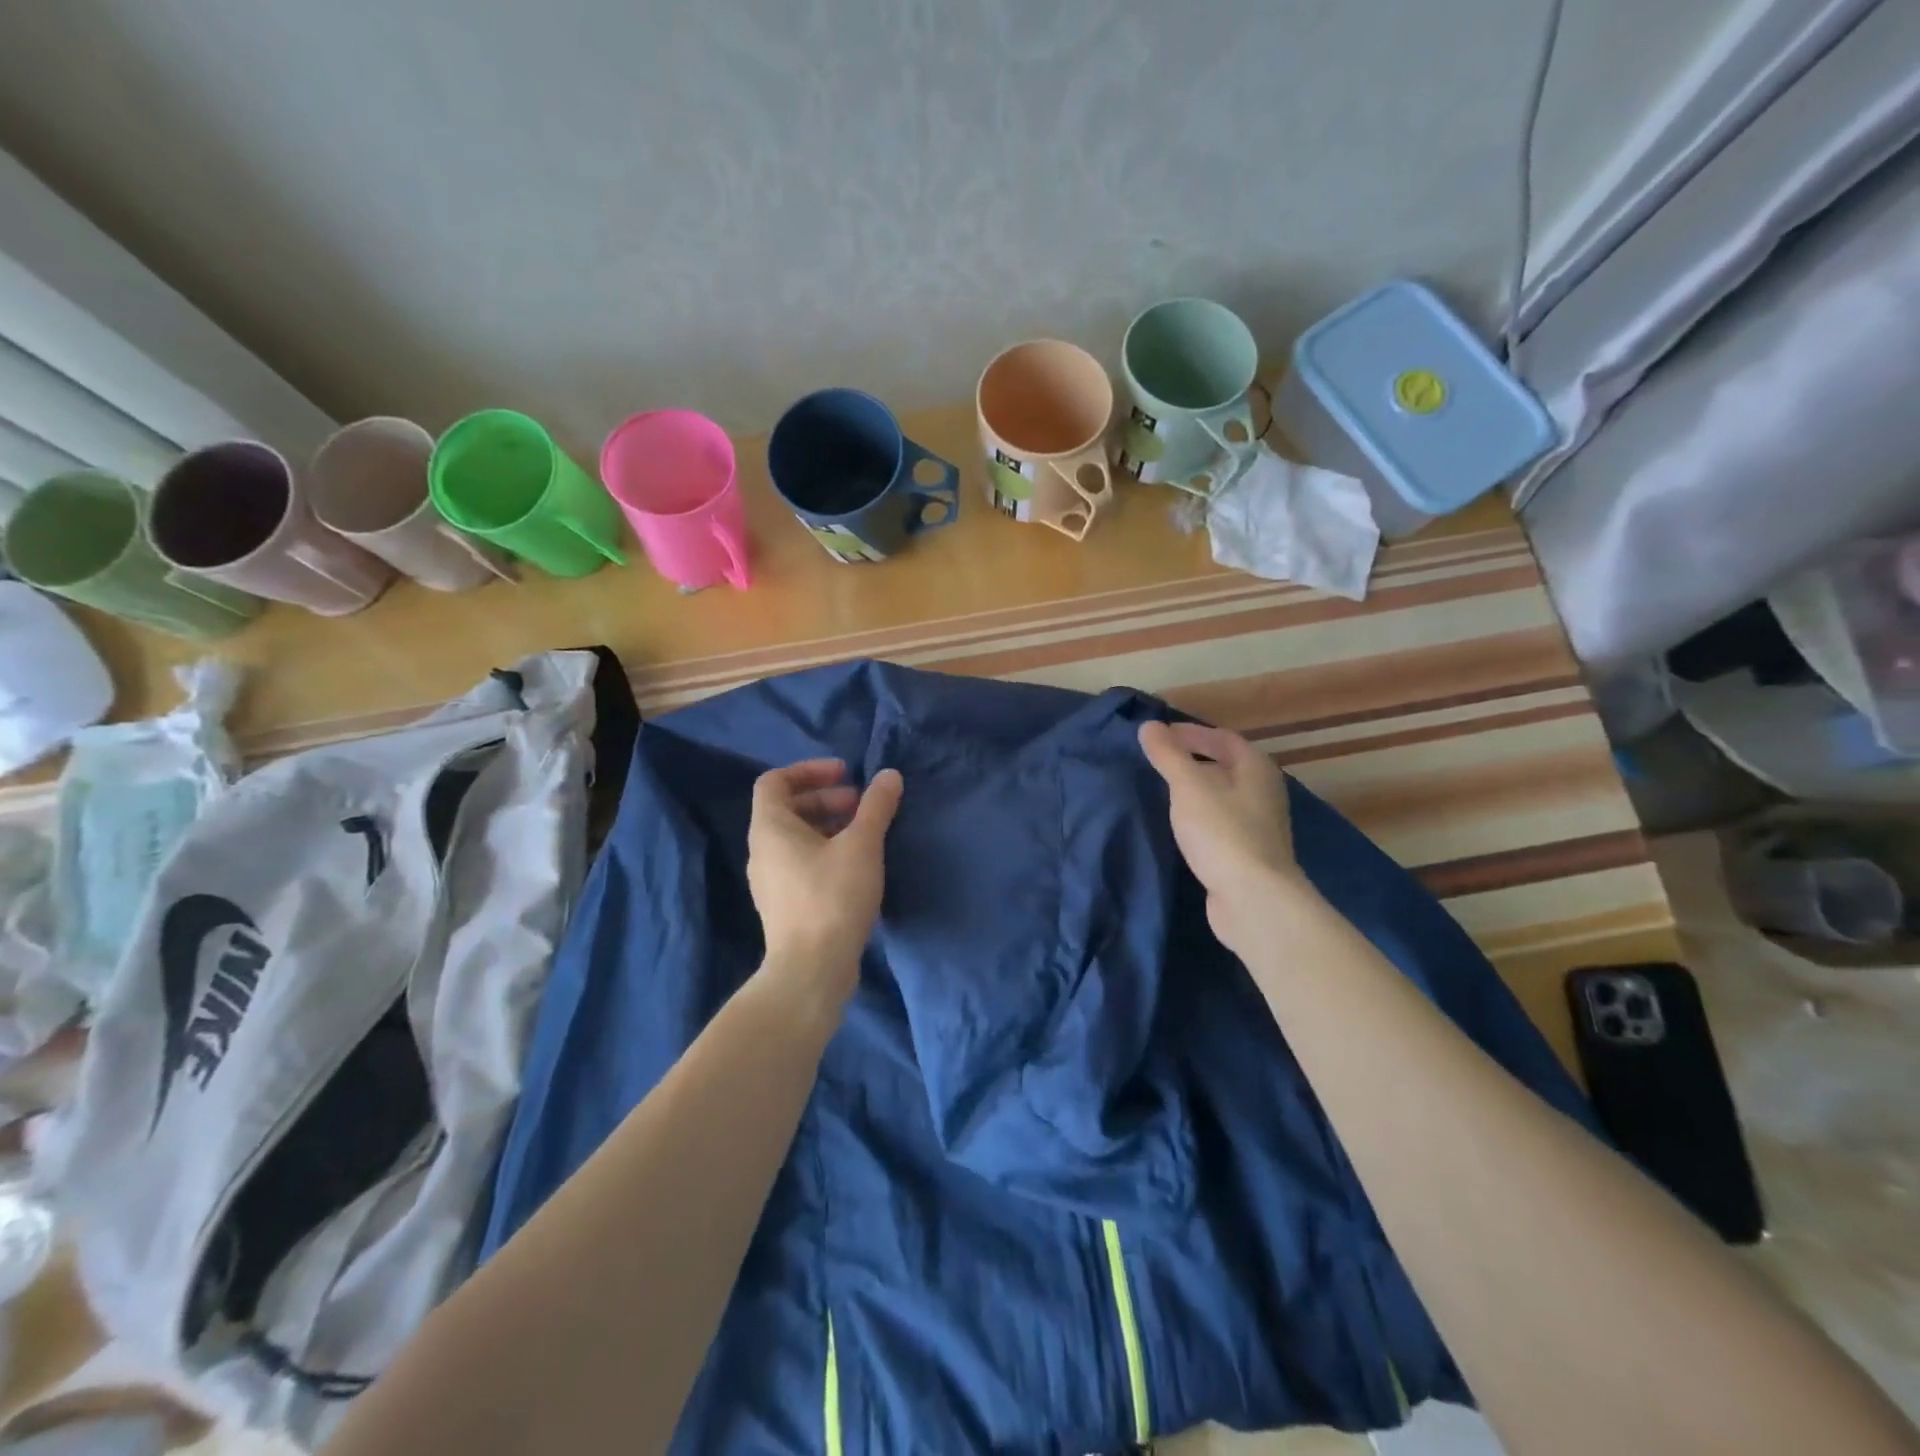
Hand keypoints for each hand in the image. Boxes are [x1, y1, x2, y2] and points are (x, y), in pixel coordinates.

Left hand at [747, 759, 902, 1003]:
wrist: (811, 970)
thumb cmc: (832, 897)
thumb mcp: (861, 845)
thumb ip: (876, 806)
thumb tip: (889, 776)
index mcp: (770, 828)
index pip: (775, 781)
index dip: (809, 770)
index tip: (846, 774)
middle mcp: (762, 851)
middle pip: (788, 808)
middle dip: (827, 799)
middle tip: (862, 805)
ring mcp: (769, 881)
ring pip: (796, 838)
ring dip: (829, 826)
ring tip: (865, 834)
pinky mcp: (784, 905)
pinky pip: (801, 863)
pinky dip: (825, 852)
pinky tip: (857, 867)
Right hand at [1138, 721, 1300, 950]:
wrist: (1253, 898)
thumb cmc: (1222, 832)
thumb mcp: (1188, 787)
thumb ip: (1168, 755)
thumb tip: (1149, 726)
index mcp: (1256, 768)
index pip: (1223, 738)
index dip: (1192, 733)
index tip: (1160, 736)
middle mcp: (1264, 791)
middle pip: (1227, 765)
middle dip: (1194, 759)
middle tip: (1159, 760)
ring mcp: (1260, 825)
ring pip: (1224, 795)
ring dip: (1197, 788)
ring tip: (1164, 790)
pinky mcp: (1249, 853)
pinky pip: (1222, 822)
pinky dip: (1201, 815)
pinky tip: (1181, 826)